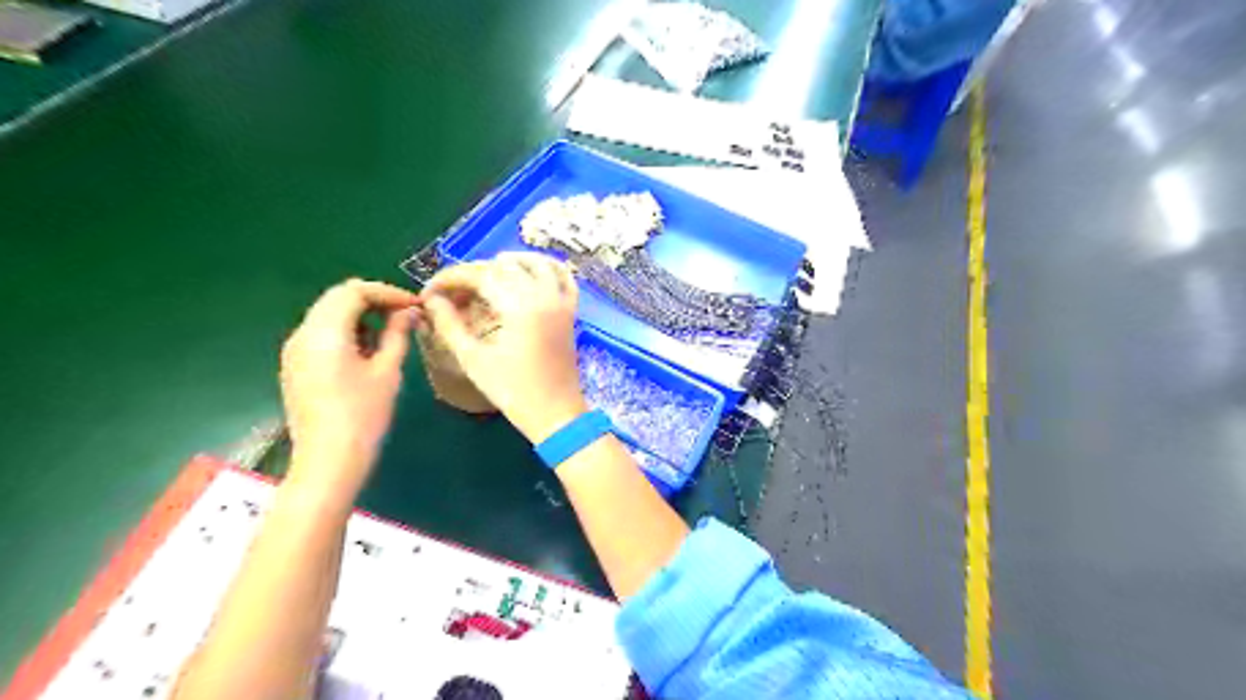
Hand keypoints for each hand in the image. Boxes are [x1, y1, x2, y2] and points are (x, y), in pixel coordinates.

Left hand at [279, 277, 420, 501]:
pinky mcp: (295, 365)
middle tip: (405, 313)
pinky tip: (368, 349)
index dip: (387, 292)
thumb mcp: (387, 371)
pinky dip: (346, 329)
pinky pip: (321, 333)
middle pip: (337, 298)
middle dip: (373, 299)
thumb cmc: (364, 415)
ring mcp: (294, 350)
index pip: (354, 291)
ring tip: (391, 330)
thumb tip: (409, 312)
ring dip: (360, 313)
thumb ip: (397, 334)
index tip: (415, 304)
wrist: (328, 459)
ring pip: (328, 313)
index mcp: (324, 332)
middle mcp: (302, 334)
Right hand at [420, 255, 586, 443]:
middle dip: (474, 272)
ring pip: (537, 264)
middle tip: (453, 292)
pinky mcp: (571, 311)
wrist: (556, 413)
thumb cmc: (513, 390)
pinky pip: (564, 277)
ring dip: (510, 263)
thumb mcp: (474, 360)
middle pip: (505, 266)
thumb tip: (432, 300)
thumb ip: (450, 325)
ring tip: (486, 277)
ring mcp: (561, 302)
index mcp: (519, 306)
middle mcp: (543, 295)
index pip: (479, 276)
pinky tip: (529, 273)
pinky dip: (546, 267)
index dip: (451, 279)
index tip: (429, 292)